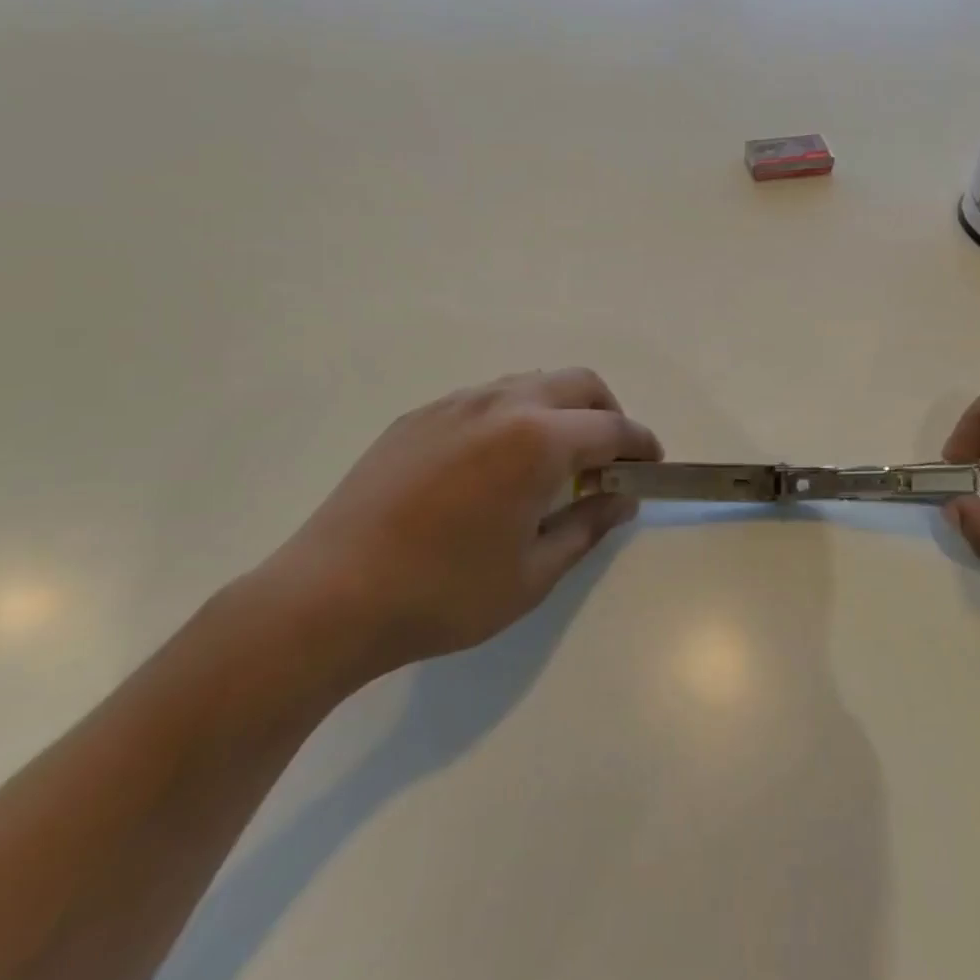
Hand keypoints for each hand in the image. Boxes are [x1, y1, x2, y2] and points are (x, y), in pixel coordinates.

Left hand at [264, 368, 661, 688]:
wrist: (328, 596)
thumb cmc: (443, 594)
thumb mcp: (532, 574)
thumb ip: (588, 527)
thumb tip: (622, 499)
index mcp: (537, 440)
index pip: (611, 429)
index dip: (640, 445)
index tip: (651, 465)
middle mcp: (500, 404)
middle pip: (577, 384)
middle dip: (606, 414)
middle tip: (608, 459)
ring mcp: (454, 404)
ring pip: (530, 383)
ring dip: (559, 410)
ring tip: (553, 462)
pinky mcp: (419, 416)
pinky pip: (486, 399)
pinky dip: (514, 416)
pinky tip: (495, 464)